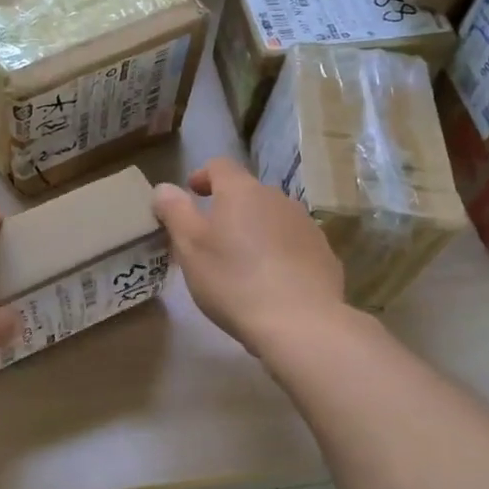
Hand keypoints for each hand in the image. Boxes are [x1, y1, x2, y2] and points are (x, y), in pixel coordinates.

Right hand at [152, 157, 344, 352]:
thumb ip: (175, 212)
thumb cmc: (233, 280)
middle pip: (248, 193)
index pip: (219, 166)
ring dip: (255, 230)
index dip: (202, 176)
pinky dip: (278, 253)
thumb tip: (164, 188)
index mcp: (241, 192)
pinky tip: (271, 282)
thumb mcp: (190, 248)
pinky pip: (293, 244)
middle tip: (210, 238)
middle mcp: (277, 198)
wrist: (299, 322)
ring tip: (241, 262)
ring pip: (272, 218)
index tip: (191, 194)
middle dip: (228, 208)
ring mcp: (305, 225)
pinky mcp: (324, 253)